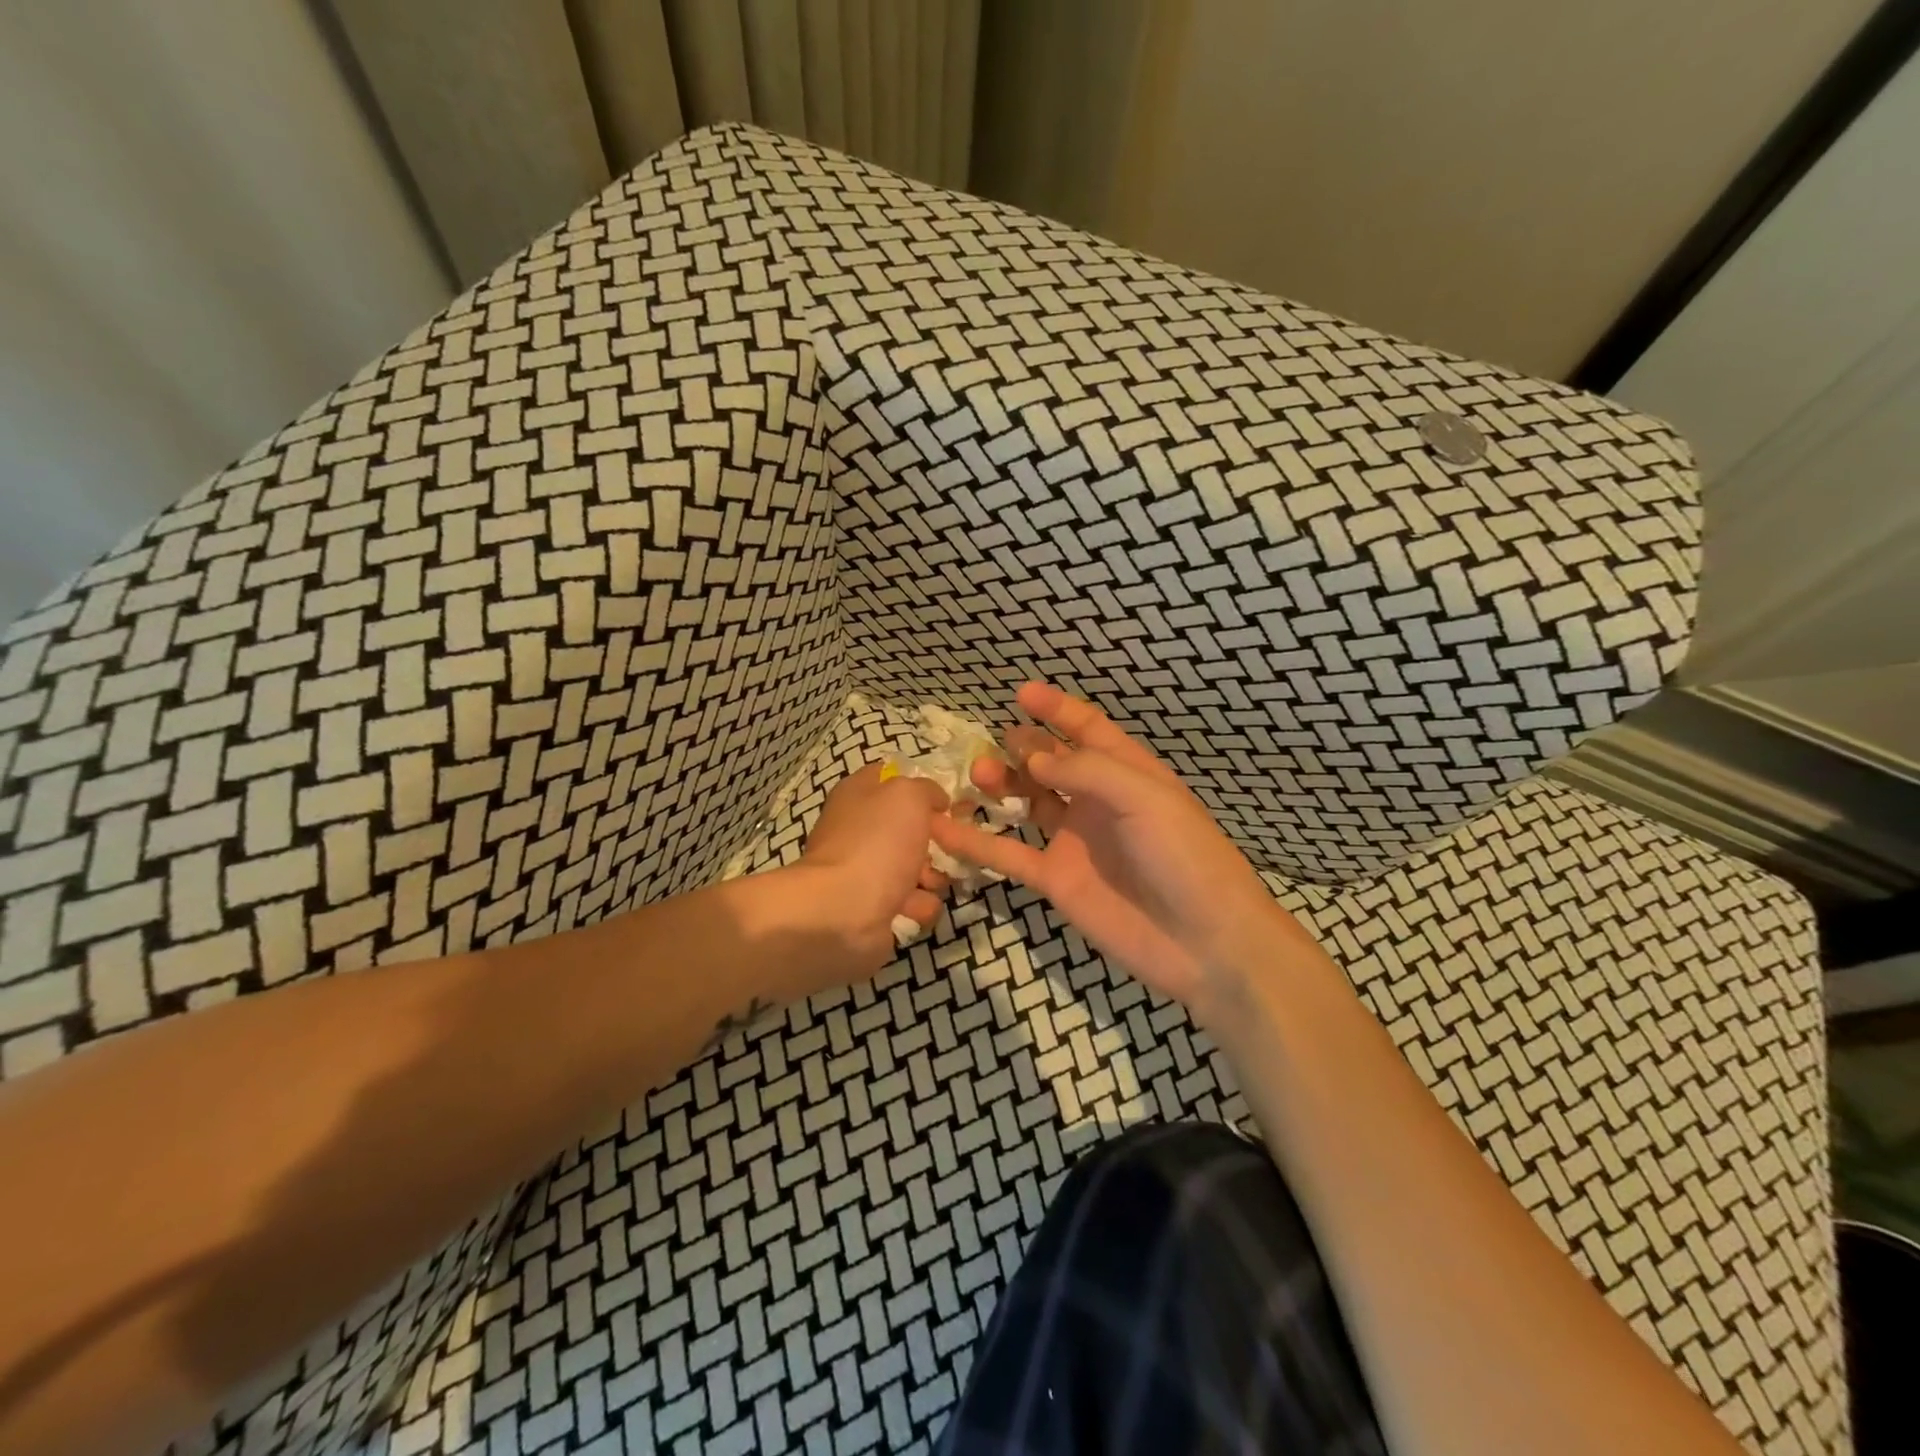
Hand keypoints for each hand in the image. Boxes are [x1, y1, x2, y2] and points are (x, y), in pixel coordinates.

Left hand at [794, 764, 950, 969]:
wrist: (842, 911)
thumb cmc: (876, 843)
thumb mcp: (908, 795)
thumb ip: (926, 789)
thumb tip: (936, 801)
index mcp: (860, 794)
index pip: (895, 780)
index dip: (924, 789)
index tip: (950, 805)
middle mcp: (861, 829)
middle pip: (912, 827)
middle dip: (938, 840)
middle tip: (953, 848)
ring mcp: (866, 870)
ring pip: (917, 866)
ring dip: (933, 876)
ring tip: (930, 883)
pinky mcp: (874, 907)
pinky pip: (912, 901)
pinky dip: (919, 906)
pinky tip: (915, 908)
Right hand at [929, 682, 1318, 1025]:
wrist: (1202, 940)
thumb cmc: (1183, 855)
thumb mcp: (1144, 796)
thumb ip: (1086, 770)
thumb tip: (1031, 756)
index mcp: (1127, 773)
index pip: (1088, 730)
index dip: (1056, 710)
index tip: (1021, 693)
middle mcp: (1097, 801)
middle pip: (1050, 763)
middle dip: (1022, 747)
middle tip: (993, 745)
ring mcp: (1074, 841)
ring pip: (1027, 802)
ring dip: (1001, 786)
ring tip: (977, 776)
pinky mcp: (1055, 879)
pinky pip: (1009, 854)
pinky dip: (977, 843)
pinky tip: (945, 830)